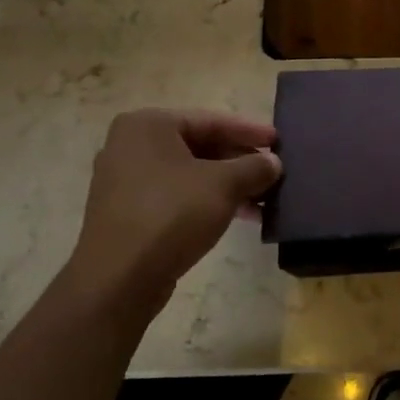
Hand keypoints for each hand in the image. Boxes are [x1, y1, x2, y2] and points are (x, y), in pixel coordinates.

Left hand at [66, 109, 280, 307]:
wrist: (120, 278)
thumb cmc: (172, 215)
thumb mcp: (224, 185)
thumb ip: (254, 167)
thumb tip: (273, 162)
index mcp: (148, 125)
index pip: (211, 120)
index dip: (250, 131)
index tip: (279, 140)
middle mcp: (131, 145)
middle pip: (200, 146)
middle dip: (240, 162)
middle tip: (274, 172)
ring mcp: (126, 180)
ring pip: (191, 174)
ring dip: (229, 185)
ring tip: (264, 200)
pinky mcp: (129, 211)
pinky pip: (177, 196)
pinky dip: (208, 201)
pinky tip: (239, 216)